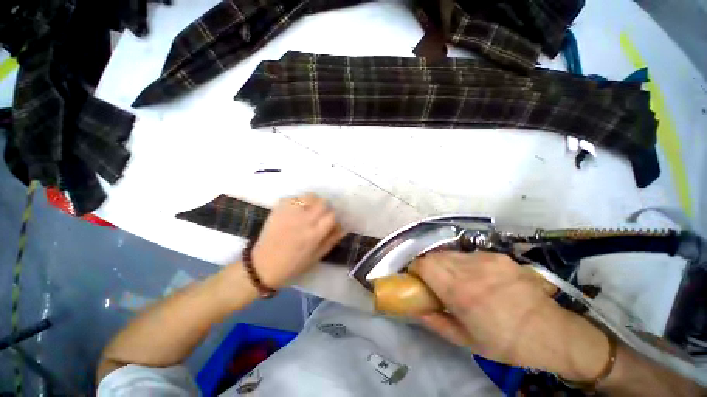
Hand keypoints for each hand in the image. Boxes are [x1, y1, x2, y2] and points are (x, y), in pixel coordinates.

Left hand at [249, 194, 345, 288]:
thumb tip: (344, 226)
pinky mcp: (278, 208)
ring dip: (313, 202)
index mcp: (314, 234)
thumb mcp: (317, 256)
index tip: (330, 221)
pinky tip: (295, 211)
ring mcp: (290, 213)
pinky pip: (294, 198)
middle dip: (325, 208)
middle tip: (320, 215)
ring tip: (308, 210)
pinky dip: (298, 202)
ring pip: (309, 196)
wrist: (263, 265)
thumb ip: (332, 239)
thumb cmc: (293, 264)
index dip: (333, 217)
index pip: (332, 215)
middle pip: (322, 202)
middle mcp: (303, 220)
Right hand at [409, 251, 610, 381]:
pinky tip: (476, 277)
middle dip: (428, 266)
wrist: (552, 332)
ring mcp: (486, 259)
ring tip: (454, 279)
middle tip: (433, 282)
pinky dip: (463, 263)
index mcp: (460, 291)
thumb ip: (435, 322)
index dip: (414, 269)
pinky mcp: (498, 256)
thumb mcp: (466, 341)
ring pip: (450, 253)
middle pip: (434, 256)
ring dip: (444, 264)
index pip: (423, 264)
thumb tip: (414, 308)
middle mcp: (470, 269)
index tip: (416, 278)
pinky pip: (469, 254)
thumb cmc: (506, 343)